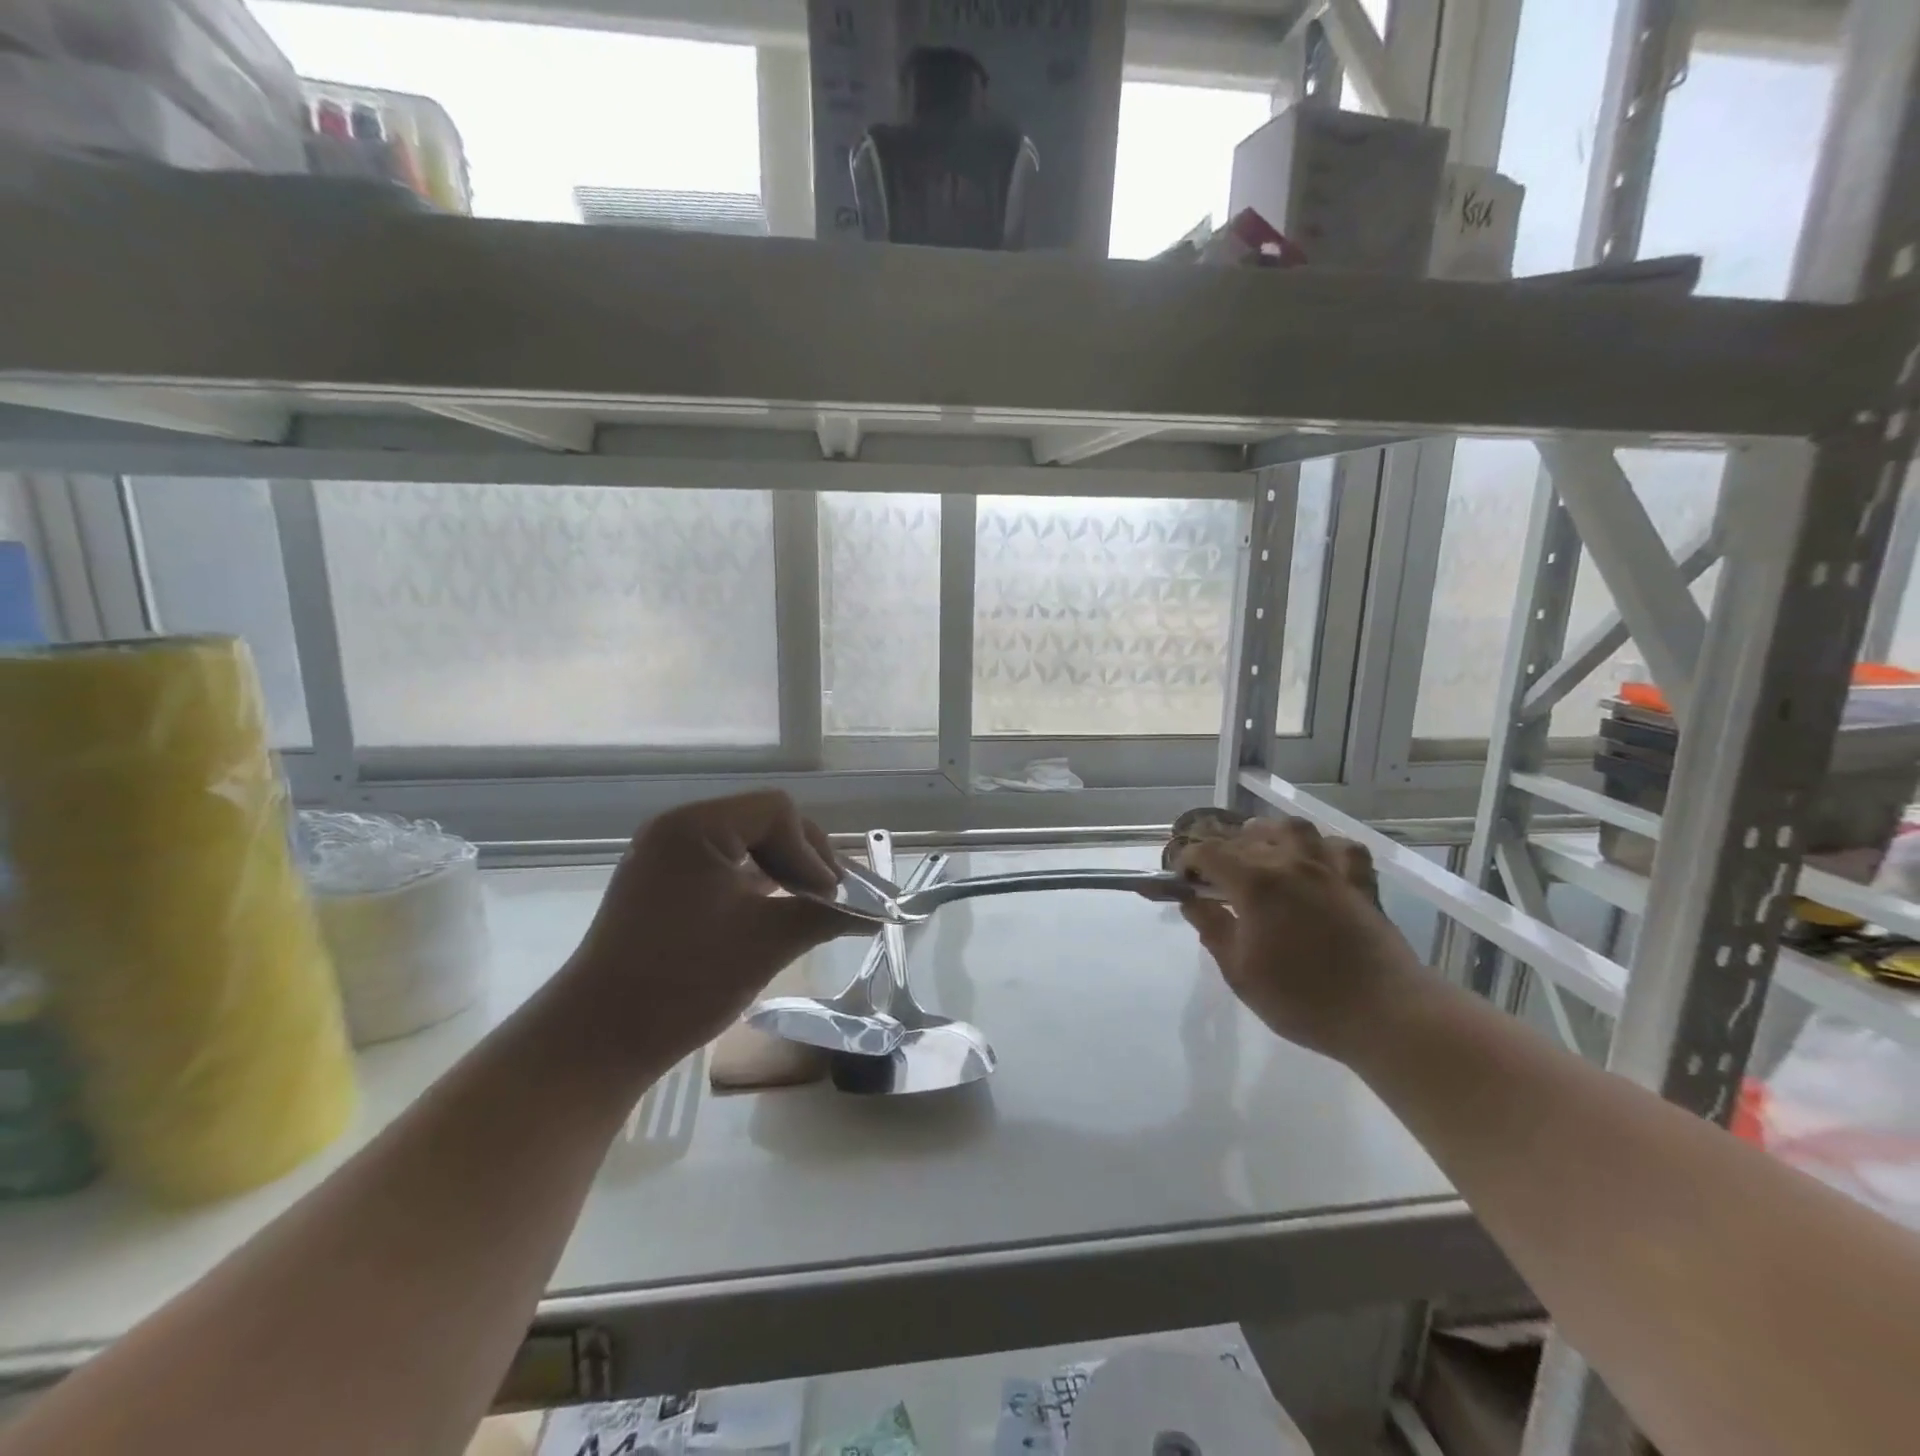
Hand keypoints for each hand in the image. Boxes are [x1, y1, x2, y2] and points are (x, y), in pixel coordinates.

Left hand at [563, 791, 857, 1063]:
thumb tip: (876, 912)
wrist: (597, 1042)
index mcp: (696, 827)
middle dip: (803, 859)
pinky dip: (755, 887)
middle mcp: (677, 830)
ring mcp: (665, 859)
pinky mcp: (661, 888)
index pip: (777, 812)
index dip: (814, 851)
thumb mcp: (765, 942)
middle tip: (830, 900)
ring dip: (782, 873)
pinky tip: (776, 914)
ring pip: (745, 847)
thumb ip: (825, 915)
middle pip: (762, 823)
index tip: (832, 897)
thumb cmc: (684, 980)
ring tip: (810, 908)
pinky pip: (722, 870)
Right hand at [1177, 817, 1421, 1058]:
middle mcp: (1290, 863)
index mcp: (1255, 883)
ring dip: (1269, 834)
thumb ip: (1213, 929)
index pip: (1208, 853)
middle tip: (1211, 877)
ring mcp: (1329, 869)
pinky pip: (1341, 848)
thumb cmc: (1303, 999)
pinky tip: (1315, 862)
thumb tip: (1193, 902)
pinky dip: (1322, 848)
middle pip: (1246, 837)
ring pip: (1293, 829)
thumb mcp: (1240, 972)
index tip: (1180, 881)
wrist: (1385, 1015)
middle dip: (1220, 850)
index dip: (1187, 861)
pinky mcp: (1361, 883)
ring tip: (1259, 851)